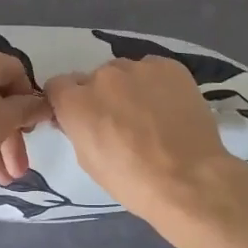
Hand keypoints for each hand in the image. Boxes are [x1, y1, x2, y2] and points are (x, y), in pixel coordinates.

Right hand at [44, 58, 239, 227]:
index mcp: (76, 102)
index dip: (68, 102)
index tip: (81, 118)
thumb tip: (82, 118)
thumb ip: (78, 129)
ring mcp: (138, 68)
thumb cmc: (132, 181)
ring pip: (125, 72)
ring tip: (150, 116)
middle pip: (94, 79)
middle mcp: (103, 76)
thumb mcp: (89, 160)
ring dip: (129, 88)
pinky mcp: (170, 66)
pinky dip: (157, 85)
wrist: (188, 179)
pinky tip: (169, 108)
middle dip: (102, 96)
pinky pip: (153, 70)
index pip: (58, 86)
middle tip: (121, 122)